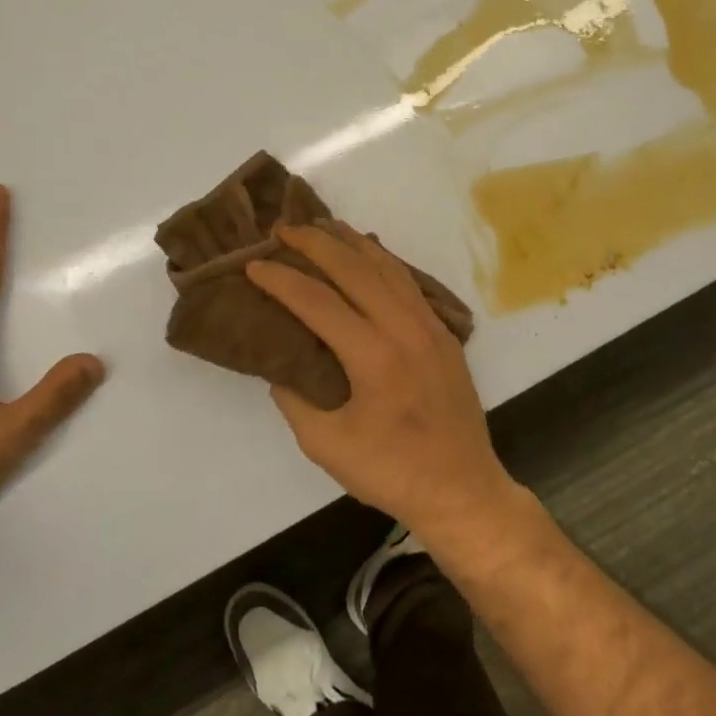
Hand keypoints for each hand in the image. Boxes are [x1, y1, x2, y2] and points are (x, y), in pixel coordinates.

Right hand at [246, 222, 517, 541]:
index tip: (253, 265)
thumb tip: (282, 364)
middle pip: (354, 269)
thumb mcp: (325, 444)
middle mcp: (404, 328)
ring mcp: (429, 326)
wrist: (462, 488)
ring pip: (386, 267)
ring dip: (351, 243)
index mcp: (373, 356)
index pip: (317, 301)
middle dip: (315, 243)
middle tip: (283, 230)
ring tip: (323, 226)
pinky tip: (369, 253)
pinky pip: (408, 282)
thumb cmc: (391, 471)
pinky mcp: (443, 333)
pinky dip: (383, 260)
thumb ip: (295, 398)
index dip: (281, 280)